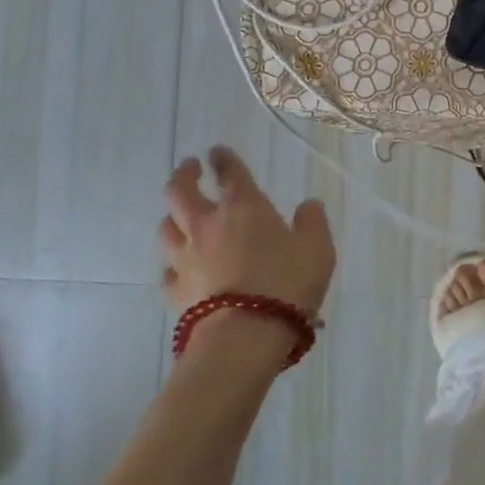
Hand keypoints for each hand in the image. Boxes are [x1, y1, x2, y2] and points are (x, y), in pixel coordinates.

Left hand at [158, 148, 335, 317]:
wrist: (246, 333)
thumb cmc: (287, 282)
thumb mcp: (317, 248)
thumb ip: (313, 222)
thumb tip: (308, 204)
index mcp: (244, 207)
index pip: (230, 173)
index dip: (224, 159)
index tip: (217, 151)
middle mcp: (208, 225)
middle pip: (180, 192)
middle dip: (184, 175)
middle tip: (190, 167)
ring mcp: (186, 258)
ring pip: (166, 228)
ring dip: (172, 217)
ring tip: (179, 215)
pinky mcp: (176, 290)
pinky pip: (168, 270)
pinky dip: (173, 264)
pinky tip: (180, 267)